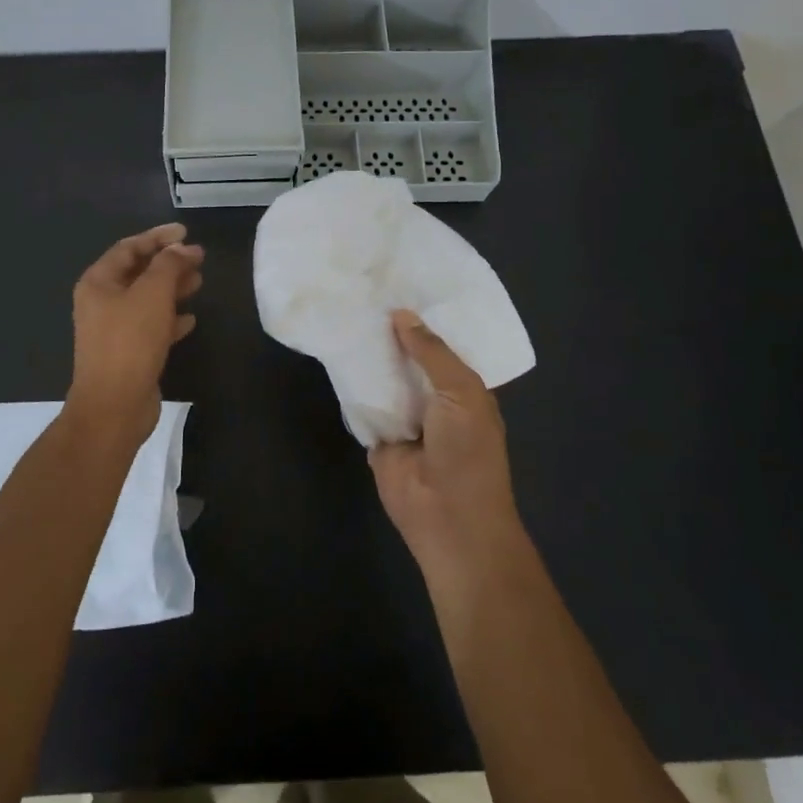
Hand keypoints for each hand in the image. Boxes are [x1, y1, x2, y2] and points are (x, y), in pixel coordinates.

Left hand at [66, 223, 203, 444]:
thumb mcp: (152, 294)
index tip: (186, 232)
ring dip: (172, 288)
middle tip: (199, 258)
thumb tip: (182, 249)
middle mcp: (102, 302)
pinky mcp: (128, 352)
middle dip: (169, 263)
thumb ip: (168, 265)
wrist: (114, 406)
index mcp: (98, 282)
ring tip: (200, 282)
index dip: (158, 237)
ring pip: (147, 299)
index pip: (129, 247)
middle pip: (138, 272)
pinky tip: (190, 319)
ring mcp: (114, 329)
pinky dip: (170, 318)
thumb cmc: (130, 342)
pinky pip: (151, 326)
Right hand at [370, 311, 527, 587]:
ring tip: (345, 311)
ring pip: (383, 378)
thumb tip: (402, 315)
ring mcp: (403, 416)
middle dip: (392, 333)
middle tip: (364, 291)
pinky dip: (350, 384)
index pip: (442, 345)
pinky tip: (334, 351)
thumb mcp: (461, 392)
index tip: (401, 284)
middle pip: (409, 358)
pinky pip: (362, 403)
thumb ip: (432, 353)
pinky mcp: (377, 435)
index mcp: (463, 388)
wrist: (448, 517)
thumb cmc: (467, 452)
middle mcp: (433, 398)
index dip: (425, 319)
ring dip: (369, 355)